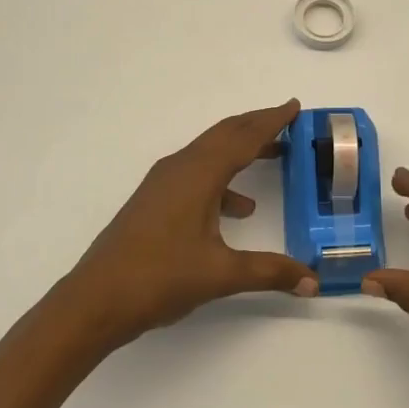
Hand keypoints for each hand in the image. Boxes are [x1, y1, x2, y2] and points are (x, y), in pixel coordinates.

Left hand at [54, 99, 318, 351]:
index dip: (272, 120)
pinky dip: (222, 178)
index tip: (294, 106)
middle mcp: (180, 168)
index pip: (243, 137)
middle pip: (225, 135)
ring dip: (240, 149)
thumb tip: (313, 281)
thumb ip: (270, 272)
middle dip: (257, 125)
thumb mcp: (221, 275)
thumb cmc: (159, 278)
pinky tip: (238, 209)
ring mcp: (163, 183)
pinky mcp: (154, 200)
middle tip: (288, 121)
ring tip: (273, 155)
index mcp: (198, 174)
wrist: (95, 300)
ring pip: (209, 153)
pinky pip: (196, 173)